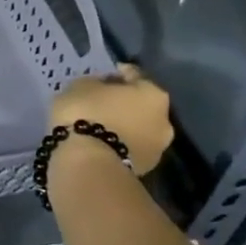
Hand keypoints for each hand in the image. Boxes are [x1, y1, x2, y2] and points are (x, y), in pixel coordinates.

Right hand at [50, 64, 173, 175]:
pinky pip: (129, 147)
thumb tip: (102, 87)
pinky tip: (100, 142)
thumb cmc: (86, 113)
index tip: (101, 77)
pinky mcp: (146, 170)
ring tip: (99, 126)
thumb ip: (96, 83)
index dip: (116, 74)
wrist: (89, 163)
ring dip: (122, 126)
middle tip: (100, 103)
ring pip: (138, 129)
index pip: (134, 76)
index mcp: (153, 93)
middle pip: (141, 105)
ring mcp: (158, 148)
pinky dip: (118, 143)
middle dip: (123, 103)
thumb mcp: (81, 85)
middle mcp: (165, 120)